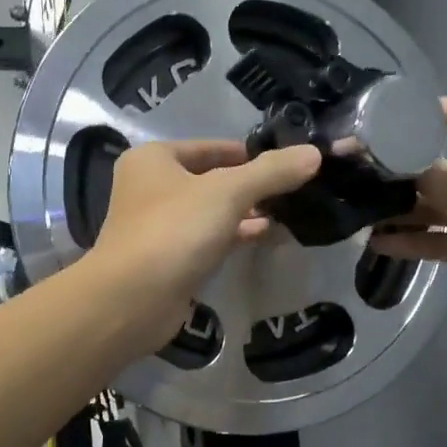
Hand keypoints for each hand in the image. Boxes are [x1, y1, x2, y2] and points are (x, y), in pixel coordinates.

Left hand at [87, 139, 321, 349]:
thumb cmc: (175, 231)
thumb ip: (271, 172)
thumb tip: (314, 153)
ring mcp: (157, 226)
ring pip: (210, 211)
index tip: (288, 161)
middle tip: (292, 189)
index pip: (211, 146)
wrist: (132, 300)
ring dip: (245, 212)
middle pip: (211, 178)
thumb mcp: (228, 192)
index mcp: (154, 159)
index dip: (250, 153)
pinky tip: (265, 236)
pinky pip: (207, 238)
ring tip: (285, 212)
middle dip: (251, 185)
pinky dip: (233, 235)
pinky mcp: (167, 259)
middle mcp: (150, 187)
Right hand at [371, 98, 446, 332]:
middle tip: (358, 172)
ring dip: (400, 209)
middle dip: (404, 169)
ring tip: (360, 210)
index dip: (441, 109)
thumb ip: (440, 178)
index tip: (399, 115)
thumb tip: (408, 181)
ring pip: (433, 207)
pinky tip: (377, 243)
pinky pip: (435, 240)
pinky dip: (409, 241)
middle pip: (441, 166)